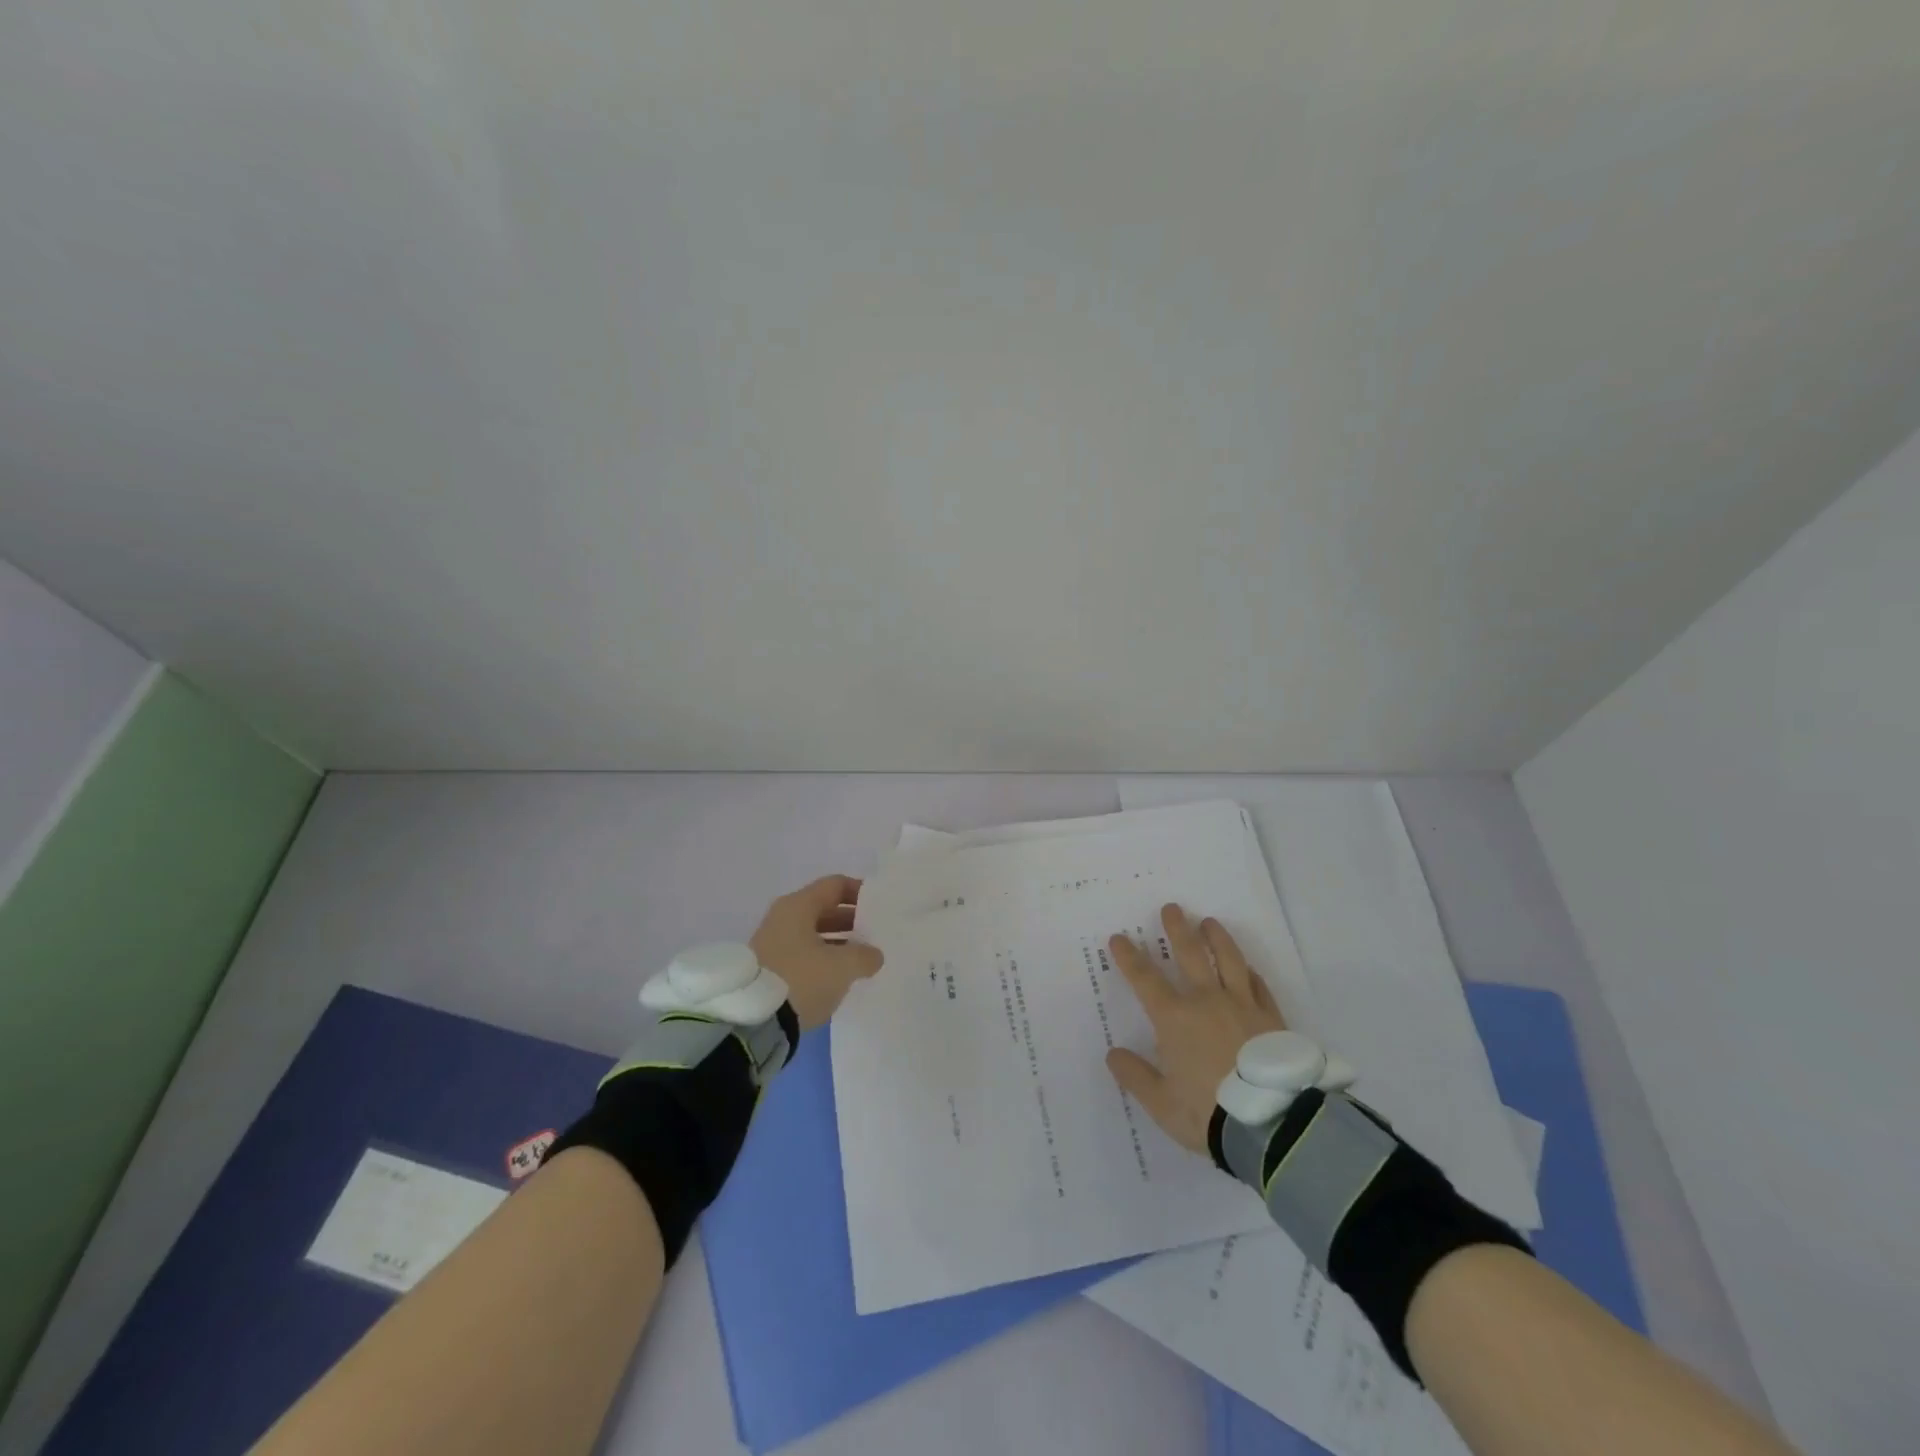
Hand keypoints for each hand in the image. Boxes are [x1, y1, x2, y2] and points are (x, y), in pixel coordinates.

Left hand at [750, 875, 884, 1030]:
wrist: (753, 1021)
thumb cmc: (801, 979)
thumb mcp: (842, 967)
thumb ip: (864, 956)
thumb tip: (873, 955)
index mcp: (798, 906)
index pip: (835, 885)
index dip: (860, 892)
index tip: (880, 907)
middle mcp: (783, 918)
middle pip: (824, 909)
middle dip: (852, 921)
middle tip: (876, 935)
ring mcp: (773, 943)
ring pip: (814, 934)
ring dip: (839, 943)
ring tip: (863, 959)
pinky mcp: (769, 968)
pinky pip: (804, 954)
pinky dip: (823, 960)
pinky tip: (840, 977)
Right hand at [1105, 904, 1285, 1153]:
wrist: (1272, 1125)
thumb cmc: (1207, 1112)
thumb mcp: (1160, 1103)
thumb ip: (1135, 1076)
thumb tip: (1113, 1054)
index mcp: (1174, 1018)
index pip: (1145, 978)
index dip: (1129, 957)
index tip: (1119, 938)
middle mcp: (1207, 1001)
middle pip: (1190, 954)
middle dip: (1177, 929)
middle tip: (1172, 908)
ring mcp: (1243, 1006)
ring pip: (1229, 960)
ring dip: (1217, 938)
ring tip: (1210, 922)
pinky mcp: (1272, 1019)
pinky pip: (1259, 987)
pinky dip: (1250, 973)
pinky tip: (1248, 969)